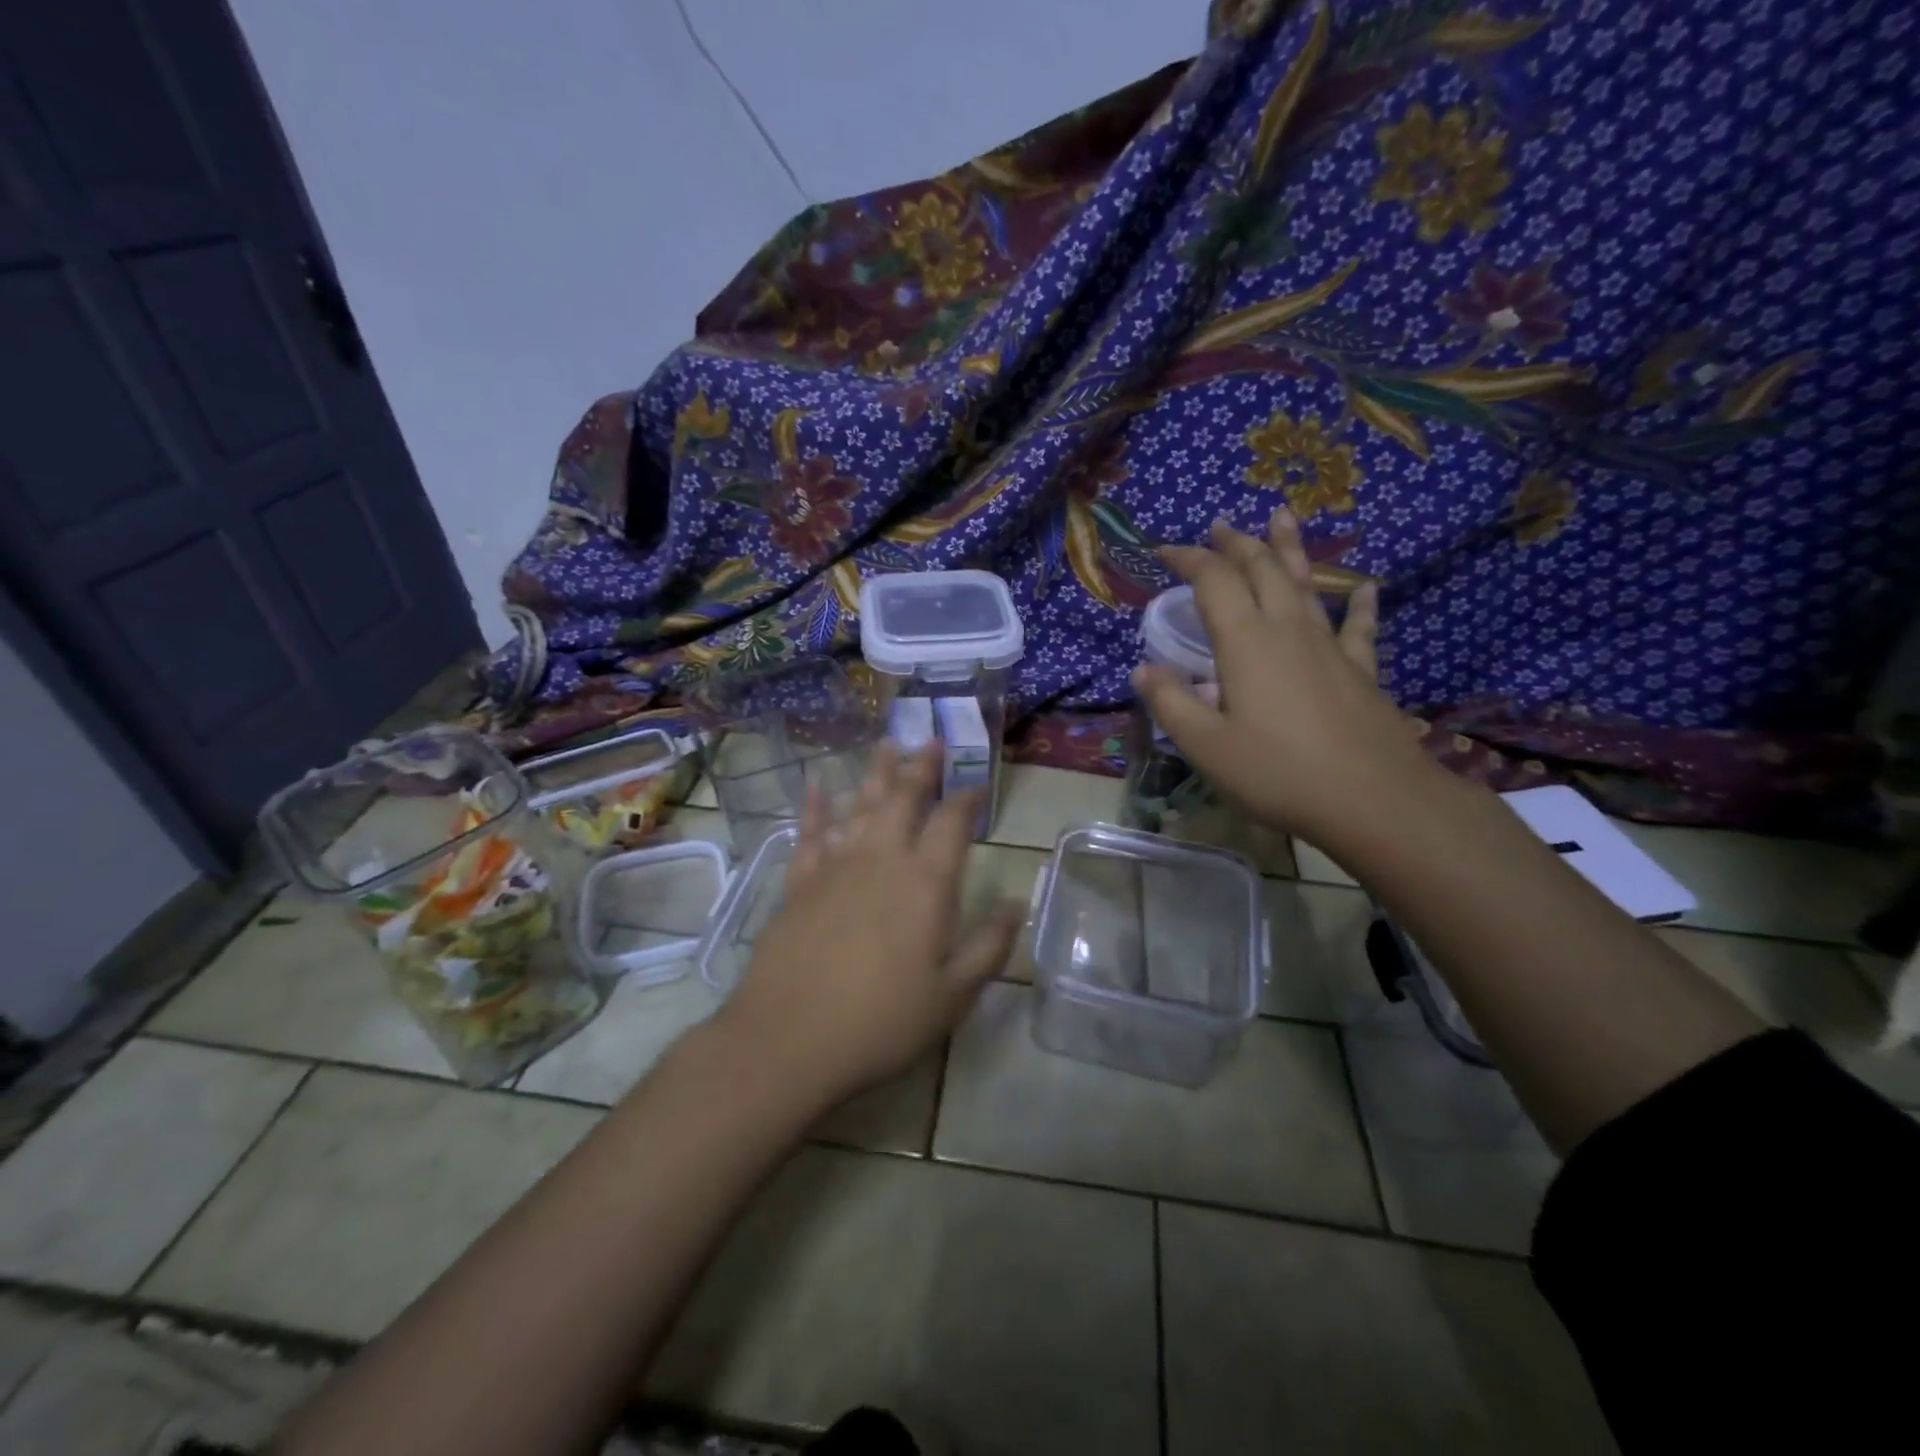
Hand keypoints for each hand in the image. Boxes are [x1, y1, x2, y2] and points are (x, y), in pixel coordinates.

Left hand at [716, 742, 1017, 1106]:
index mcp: (925, 884)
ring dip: (876, 774)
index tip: (977, 785)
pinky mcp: (798, 884)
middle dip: (920, 767)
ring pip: (860, 806)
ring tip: (887, 744)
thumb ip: (988, 946)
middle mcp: (882, 861)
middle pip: (903, 799)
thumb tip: (1017, 904)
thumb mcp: (952, 996)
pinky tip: (815, 785)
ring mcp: (835, 868)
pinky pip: (810, 834)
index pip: (951, 823)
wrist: (788, 1040)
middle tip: (930, 739)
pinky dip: (815, 807)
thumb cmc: (881, 1022)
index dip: (967, 799)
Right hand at [1131, 508, 1433, 843]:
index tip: (1163, 551)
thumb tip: (1143, 669)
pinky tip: (1367, 589)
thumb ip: (1172, 703)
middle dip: (1237, 543)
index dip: (1188, 559)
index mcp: (1245, 641)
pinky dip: (1360, 604)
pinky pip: (1359, 626)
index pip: (1213, 581)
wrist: (1372, 799)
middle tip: (1220, 526)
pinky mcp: (1361, 670)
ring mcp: (1329, 646)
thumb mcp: (1206, 746)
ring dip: (1289, 550)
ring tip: (1282, 517)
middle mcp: (1287, 629)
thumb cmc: (1277, 772)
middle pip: (1262, 568)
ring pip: (1306, 583)